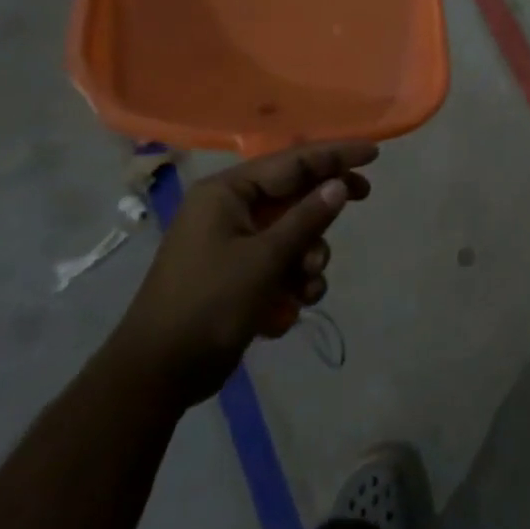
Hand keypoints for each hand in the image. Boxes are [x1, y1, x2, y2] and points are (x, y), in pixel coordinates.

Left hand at [107, 142, 376, 406]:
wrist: (157, 374)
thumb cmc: (209, 305)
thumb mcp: (266, 259)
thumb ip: (307, 218)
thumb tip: (340, 184)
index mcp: (227, 193)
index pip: (292, 162)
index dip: (335, 155)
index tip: (373, 154)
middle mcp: (229, 210)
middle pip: (294, 194)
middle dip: (323, 211)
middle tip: (364, 197)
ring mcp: (231, 243)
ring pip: (292, 233)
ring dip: (308, 258)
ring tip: (307, 286)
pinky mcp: (236, 274)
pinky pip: (279, 263)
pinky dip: (290, 282)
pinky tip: (286, 310)